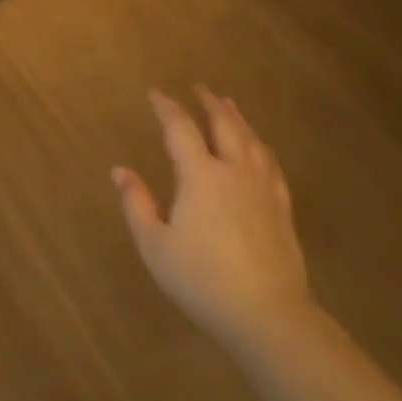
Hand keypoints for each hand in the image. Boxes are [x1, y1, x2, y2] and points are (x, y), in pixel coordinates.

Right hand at [113, 87, 311, 349]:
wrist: (265, 312)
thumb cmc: (200, 279)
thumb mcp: (154, 245)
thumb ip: (136, 204)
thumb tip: (119, 170)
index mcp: (200, 176)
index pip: (180, 129)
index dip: (166, 108)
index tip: (155, 93)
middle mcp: (234, 171)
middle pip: (224, 124)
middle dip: (209, 103)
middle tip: (200, 88)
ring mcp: (263, 187)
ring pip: (251, 140)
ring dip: (237, 118)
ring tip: (229, 105)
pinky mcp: (281, 207)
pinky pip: (270, 163)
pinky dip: (260, 146)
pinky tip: (260, 149)